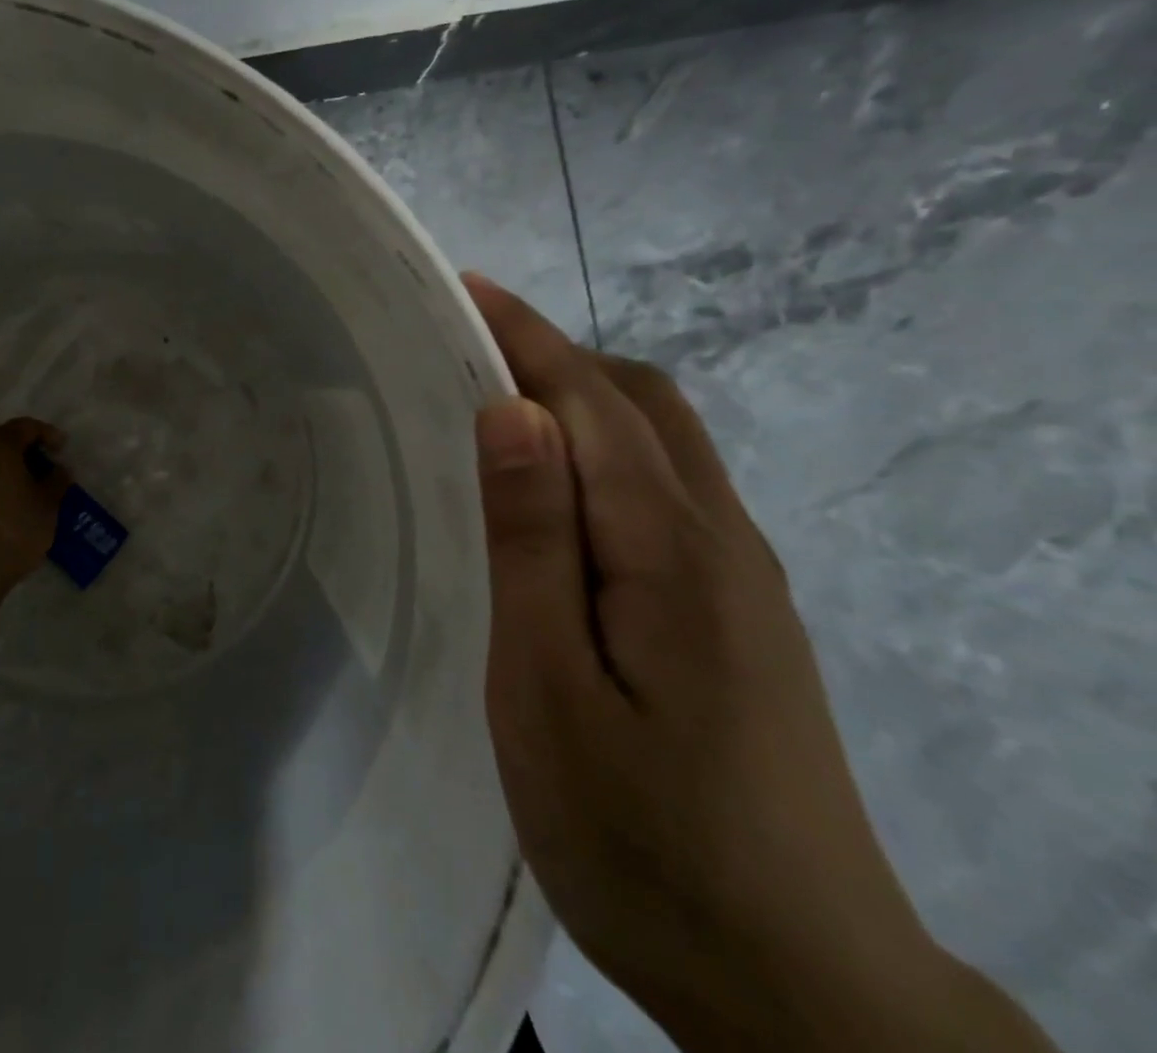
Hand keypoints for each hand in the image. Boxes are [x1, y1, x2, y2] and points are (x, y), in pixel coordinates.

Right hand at [464, 274, 1055, 1052]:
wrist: (805, 993)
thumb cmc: (645, 838)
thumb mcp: (552, 688)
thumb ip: (535, 541)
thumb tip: (513, 412)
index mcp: (673, 549)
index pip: (591, 400)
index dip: (526, 335)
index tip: (464, 288)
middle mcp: (722, 539)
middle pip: (642, 402)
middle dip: (554, 355)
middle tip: (465, 352)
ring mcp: (743, 578)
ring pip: (662, 443)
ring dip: (581, 400)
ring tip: (496, 410)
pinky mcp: (741, 614)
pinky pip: (669, 490)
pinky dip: (606, 452)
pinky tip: (558, 496)